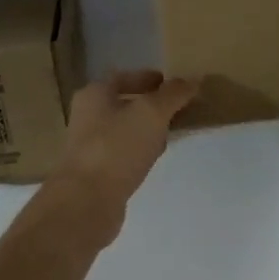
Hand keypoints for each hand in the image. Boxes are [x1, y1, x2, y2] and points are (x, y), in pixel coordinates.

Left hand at [45, 70, 198, 250]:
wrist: (86, 202)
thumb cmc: (116, 147)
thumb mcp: (151, 113)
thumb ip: (173, 94)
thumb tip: (193, 79)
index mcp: (94, 94)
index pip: (124, 77)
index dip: (149, 78)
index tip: (174, 85)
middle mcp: (87, 116)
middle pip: (123, 103)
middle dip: (150, 105)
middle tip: (178, 109)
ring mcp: (89, 146)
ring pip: (123, 130)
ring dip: (146, 130)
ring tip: (171, 133)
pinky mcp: (95, 173)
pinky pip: (122, 154)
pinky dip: (139, 152)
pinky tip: (153, 159)